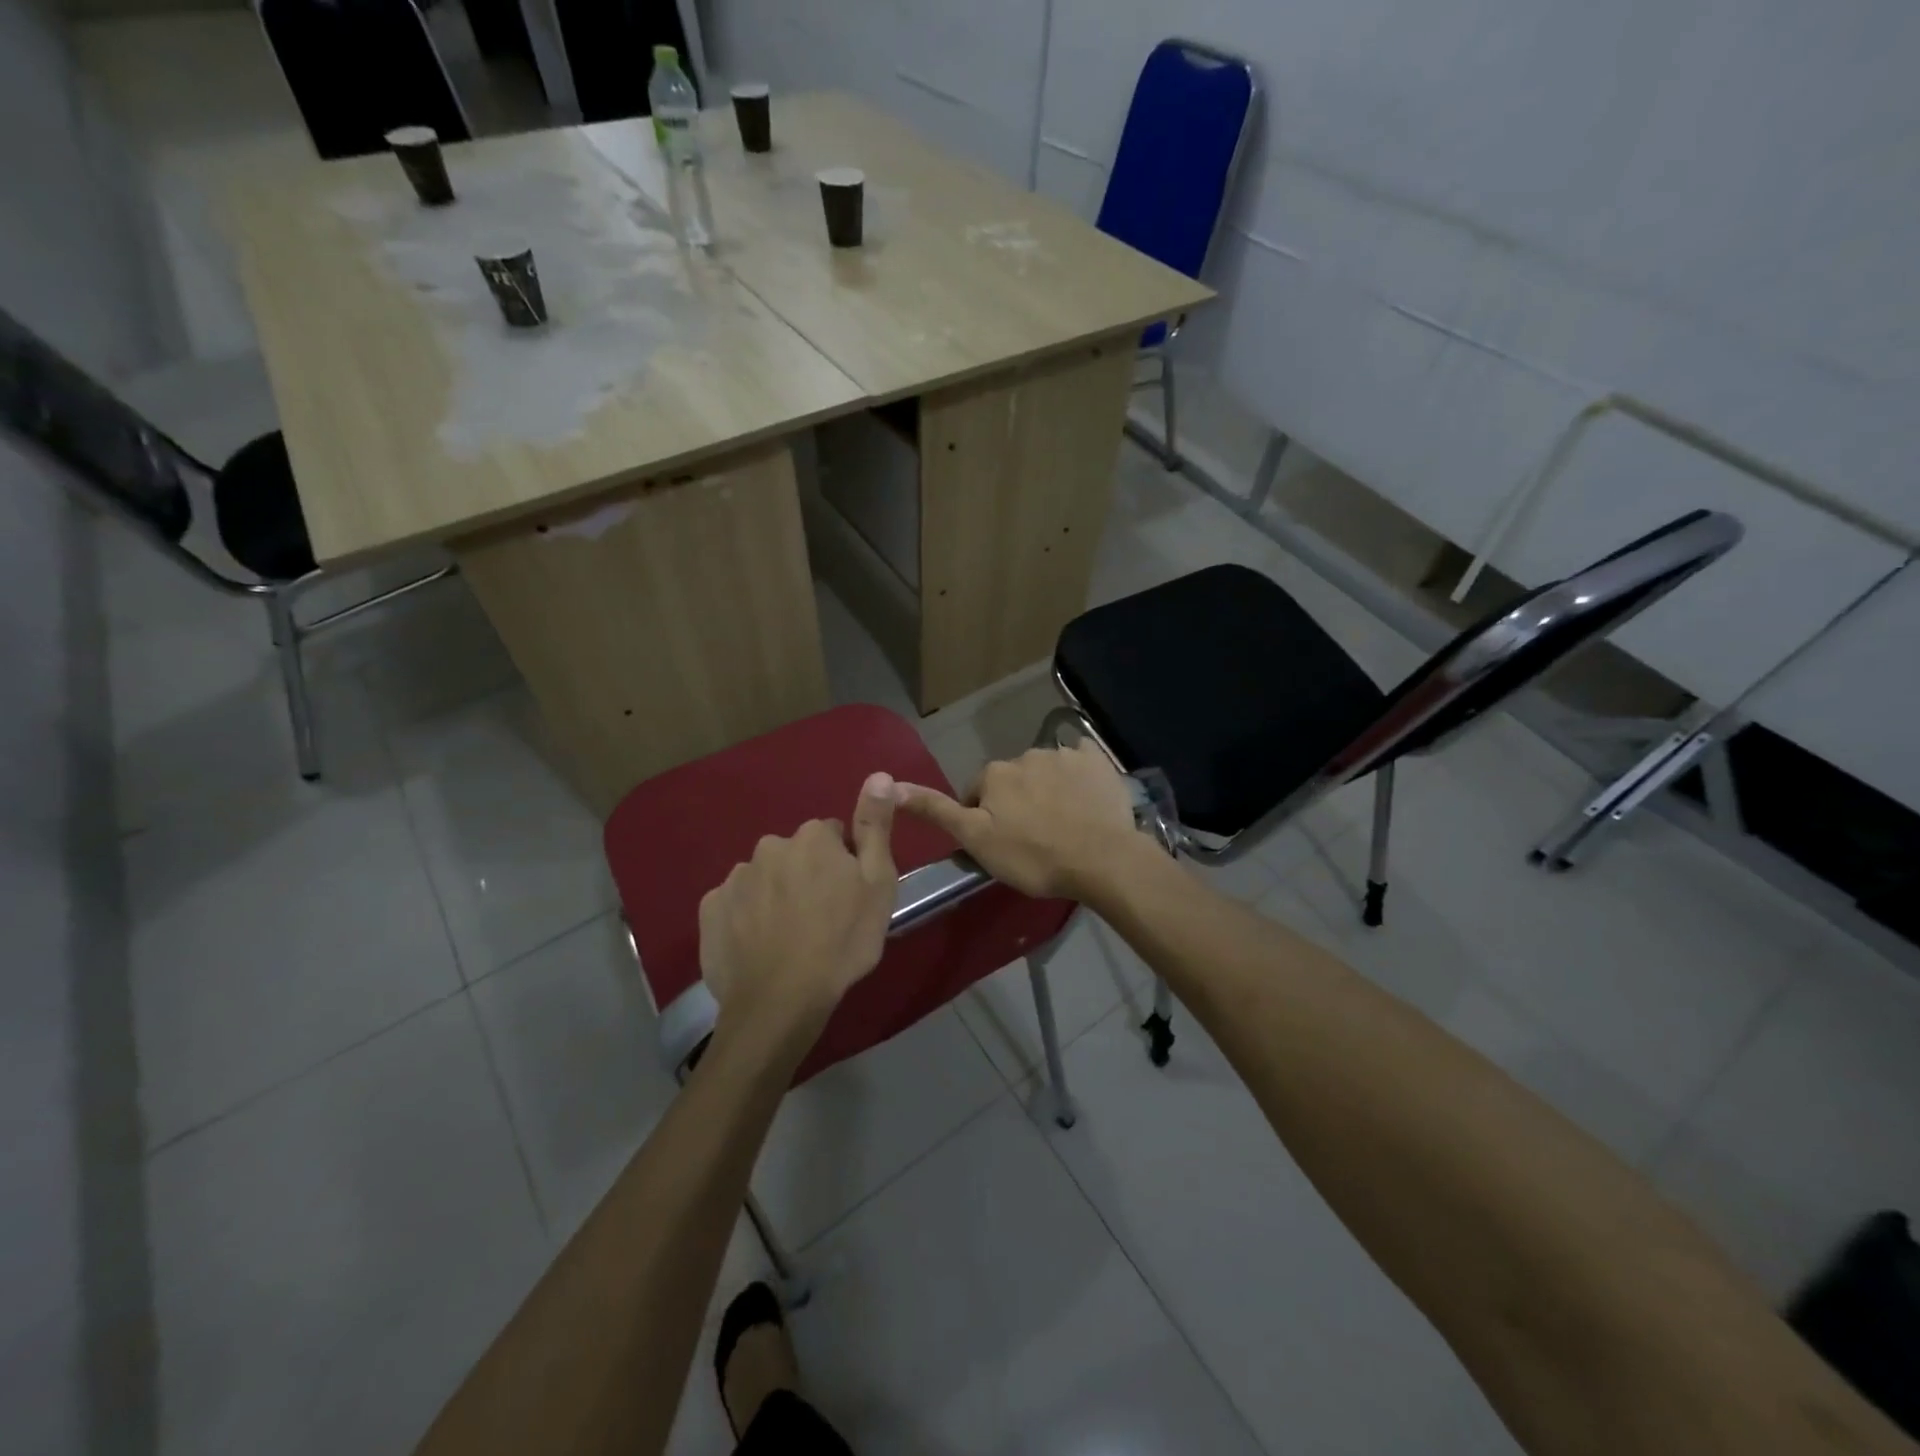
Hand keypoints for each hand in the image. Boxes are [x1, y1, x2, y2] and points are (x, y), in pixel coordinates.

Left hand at [699, 773, 898, 1045]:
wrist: (782, 999)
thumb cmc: (842, 940)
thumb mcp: (878, 882)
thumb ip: (875, 825)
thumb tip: (879, 774)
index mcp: (812, 838)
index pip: (832, 837)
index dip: (843, 864)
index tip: (847, 895)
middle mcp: (769, 846)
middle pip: (795, 855)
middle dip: (806, 876)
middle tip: (820, 919)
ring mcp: (734, 878)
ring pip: (764, 879)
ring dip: (775, 896)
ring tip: (788, 938)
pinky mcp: (709, 910)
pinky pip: (734, 904)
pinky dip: (745, 918)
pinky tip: (758, 946)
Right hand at [895, 741, 1144, 899]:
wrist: (1101, 858)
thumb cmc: (1033, 855)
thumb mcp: (976, 840)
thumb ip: (936, 810)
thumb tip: (890, 784)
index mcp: (994, 773)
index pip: (977, 793)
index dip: (983, 818)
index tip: (999, 844)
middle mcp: (1025, 754)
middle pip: (1012, 781)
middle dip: (1015, 802)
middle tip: (1031, 838)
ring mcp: (1064, 754)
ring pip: (1045, 772)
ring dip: (1046, 791)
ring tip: (1062, 825)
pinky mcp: (1097, 760)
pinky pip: (1081, 760)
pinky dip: (1079, 775)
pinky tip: (1085, 798)